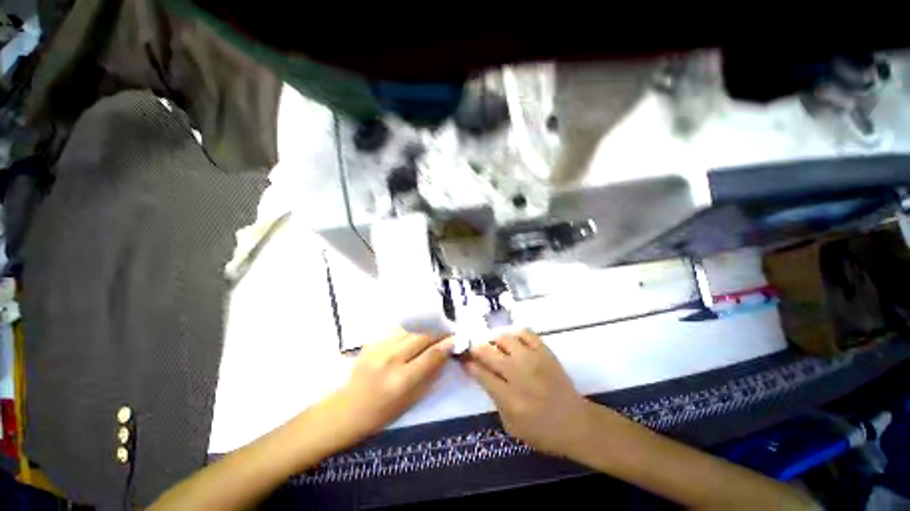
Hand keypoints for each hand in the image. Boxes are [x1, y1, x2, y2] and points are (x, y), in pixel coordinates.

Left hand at [323, 329, 453, 442]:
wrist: (347, 408)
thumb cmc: (381, 412)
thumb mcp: (411, 400)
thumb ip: (430, 374)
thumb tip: (445, 352)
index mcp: (401, 380)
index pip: (431, 354)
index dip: (447, 344)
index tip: (456, 338)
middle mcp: (390, 359)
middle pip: (422, 335)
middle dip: (438, 331)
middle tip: (446, 331)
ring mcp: (379, 348)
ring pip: (410, 328)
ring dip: (424, 328)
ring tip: (431, 330)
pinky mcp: (371, 341)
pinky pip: (397, 329)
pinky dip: (409, 329)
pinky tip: (412, 333)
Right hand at [461, 330, 592, 455]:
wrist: (576, 423)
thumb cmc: (542, 431)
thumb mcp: (511, 426)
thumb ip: (494, 400)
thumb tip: (481, 374)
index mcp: (509, 398)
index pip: (481, 373)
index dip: (469, 364)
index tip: (464, 358)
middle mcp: (519, 374)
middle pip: (489, 352)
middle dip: (476, 348)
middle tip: (474, 349)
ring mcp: (533, 360)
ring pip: (504, 338)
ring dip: (495, 341)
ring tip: (495, 346)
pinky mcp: (545, 352)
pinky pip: (525, 333)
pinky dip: (515, 334)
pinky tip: (513, 341)